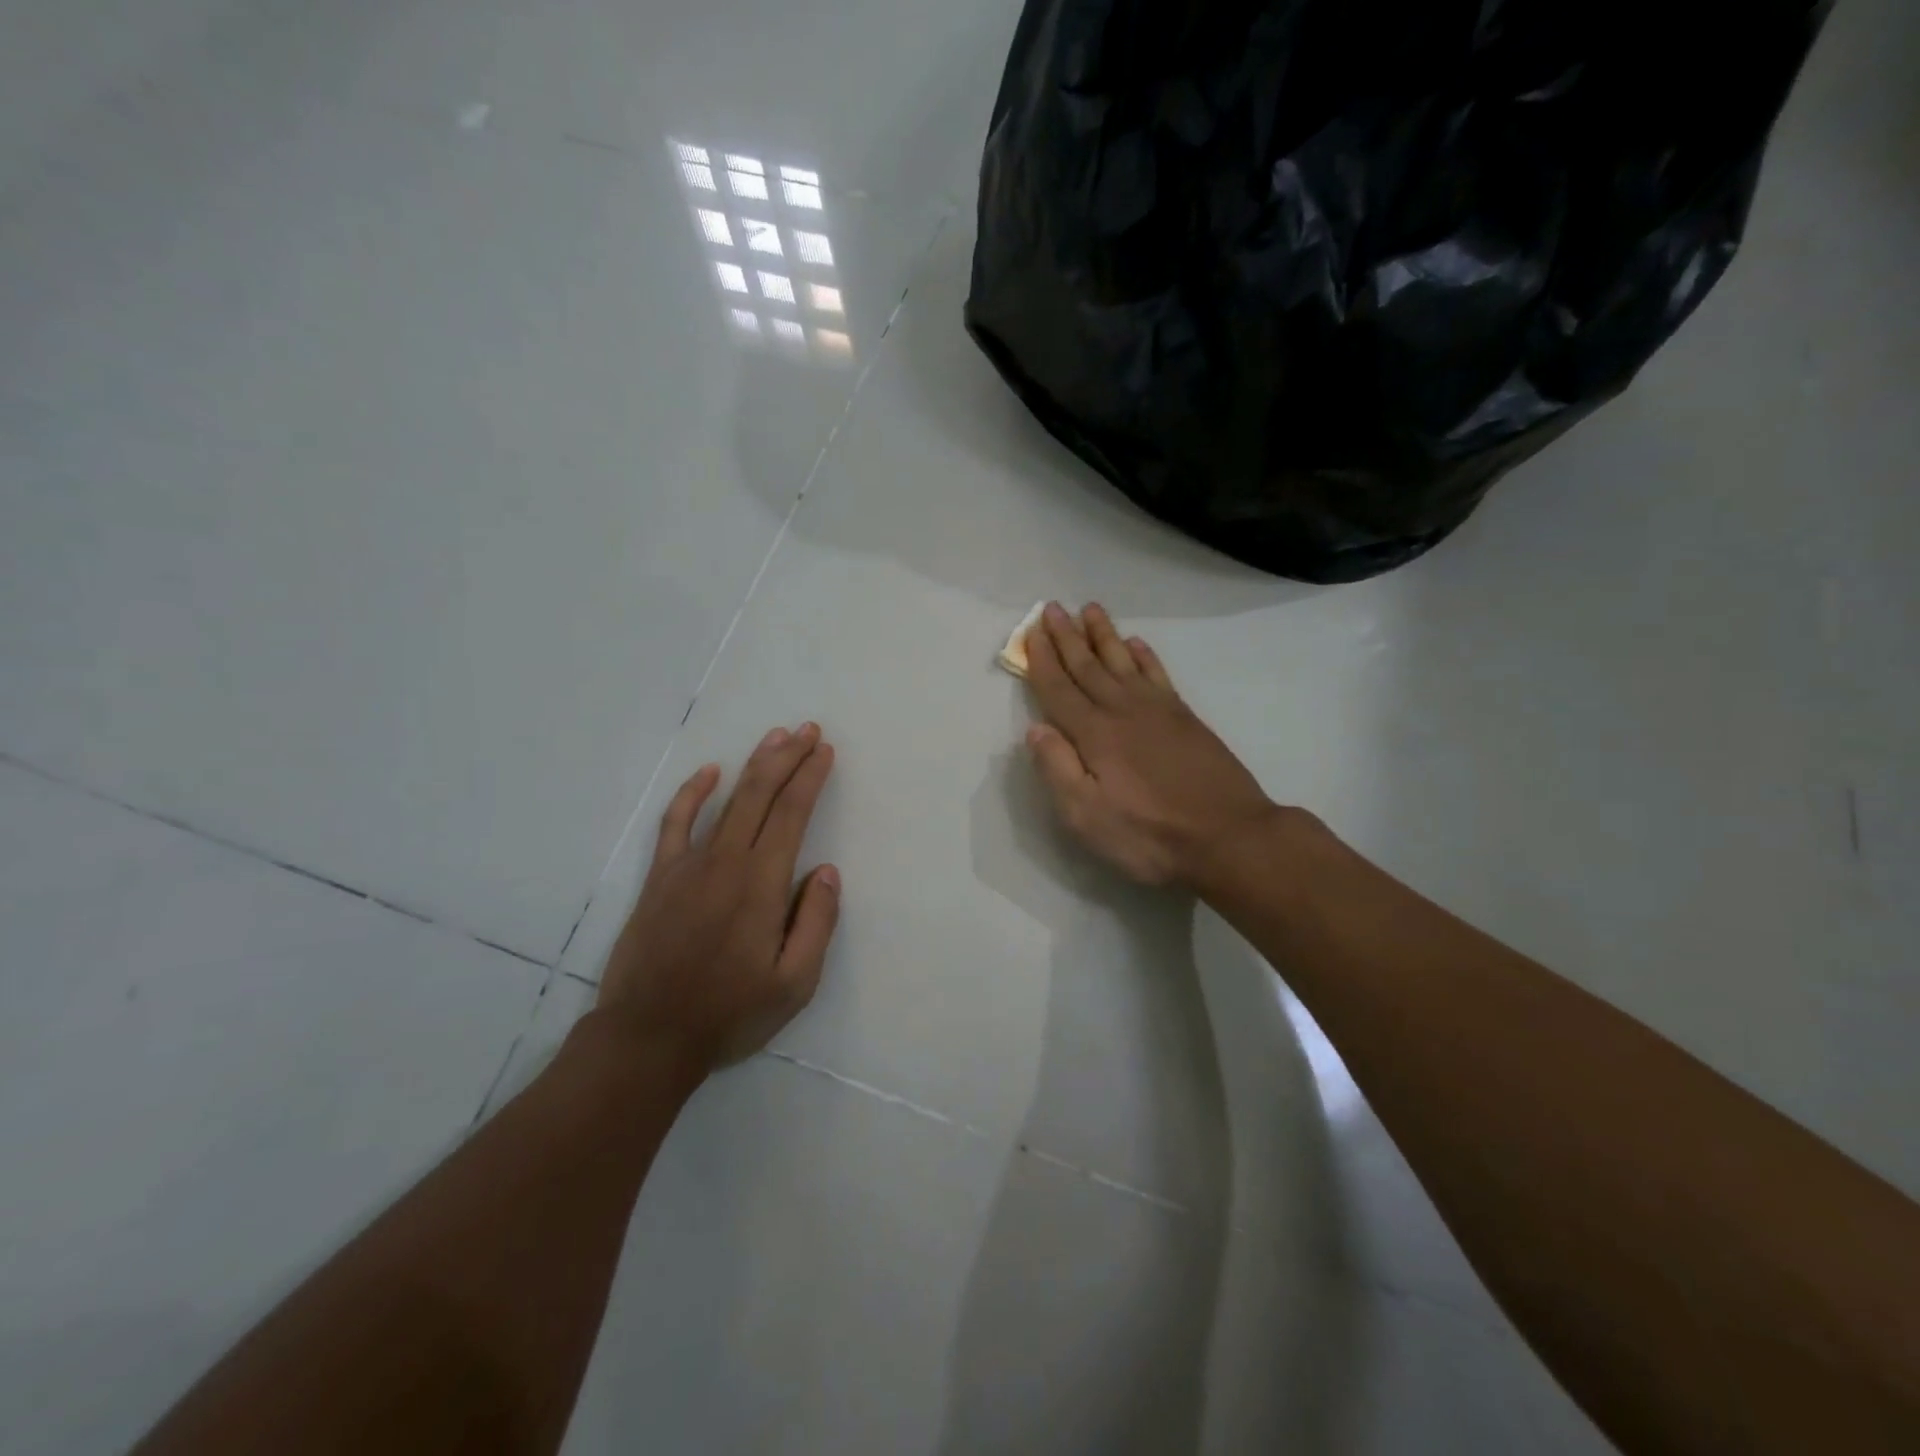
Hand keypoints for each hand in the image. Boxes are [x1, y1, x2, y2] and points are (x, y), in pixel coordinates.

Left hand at [596, 723, 839, 1072]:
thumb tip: (827, 872)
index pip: (791, 814)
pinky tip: (709, 772)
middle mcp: (726, 862)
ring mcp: (688, 866)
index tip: (825, 751)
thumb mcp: (794, 984)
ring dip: (753, 765)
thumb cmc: (729, 1013)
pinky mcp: (660, 877)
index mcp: (762, 885)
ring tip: (775, 737)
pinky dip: (692, 793)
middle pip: (761, 794)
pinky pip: (676, 823)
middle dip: (787, 757)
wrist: (648, 1037)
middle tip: (808, 730)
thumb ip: (817, 924)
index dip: (810, 778)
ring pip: (727, 800)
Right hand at [1024, 603, 1277, 889]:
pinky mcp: (1185, 718)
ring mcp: (1158, 711)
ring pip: (1123, 661)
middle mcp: (1122, 711)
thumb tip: (1036, 729)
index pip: (1059, 689)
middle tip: (1052, 607)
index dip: (1042, 661)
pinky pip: (1158, 674)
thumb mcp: (1086, 816)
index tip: (1031, 632)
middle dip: (1067, 637)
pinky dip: (1144, 656)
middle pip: (1088, 666)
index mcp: (1094, 734)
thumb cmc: (1149, 834)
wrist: (1228, 836)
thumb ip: (1057, 769)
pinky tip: (1137, 644)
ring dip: (1104, 635)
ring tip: (1089, 609)